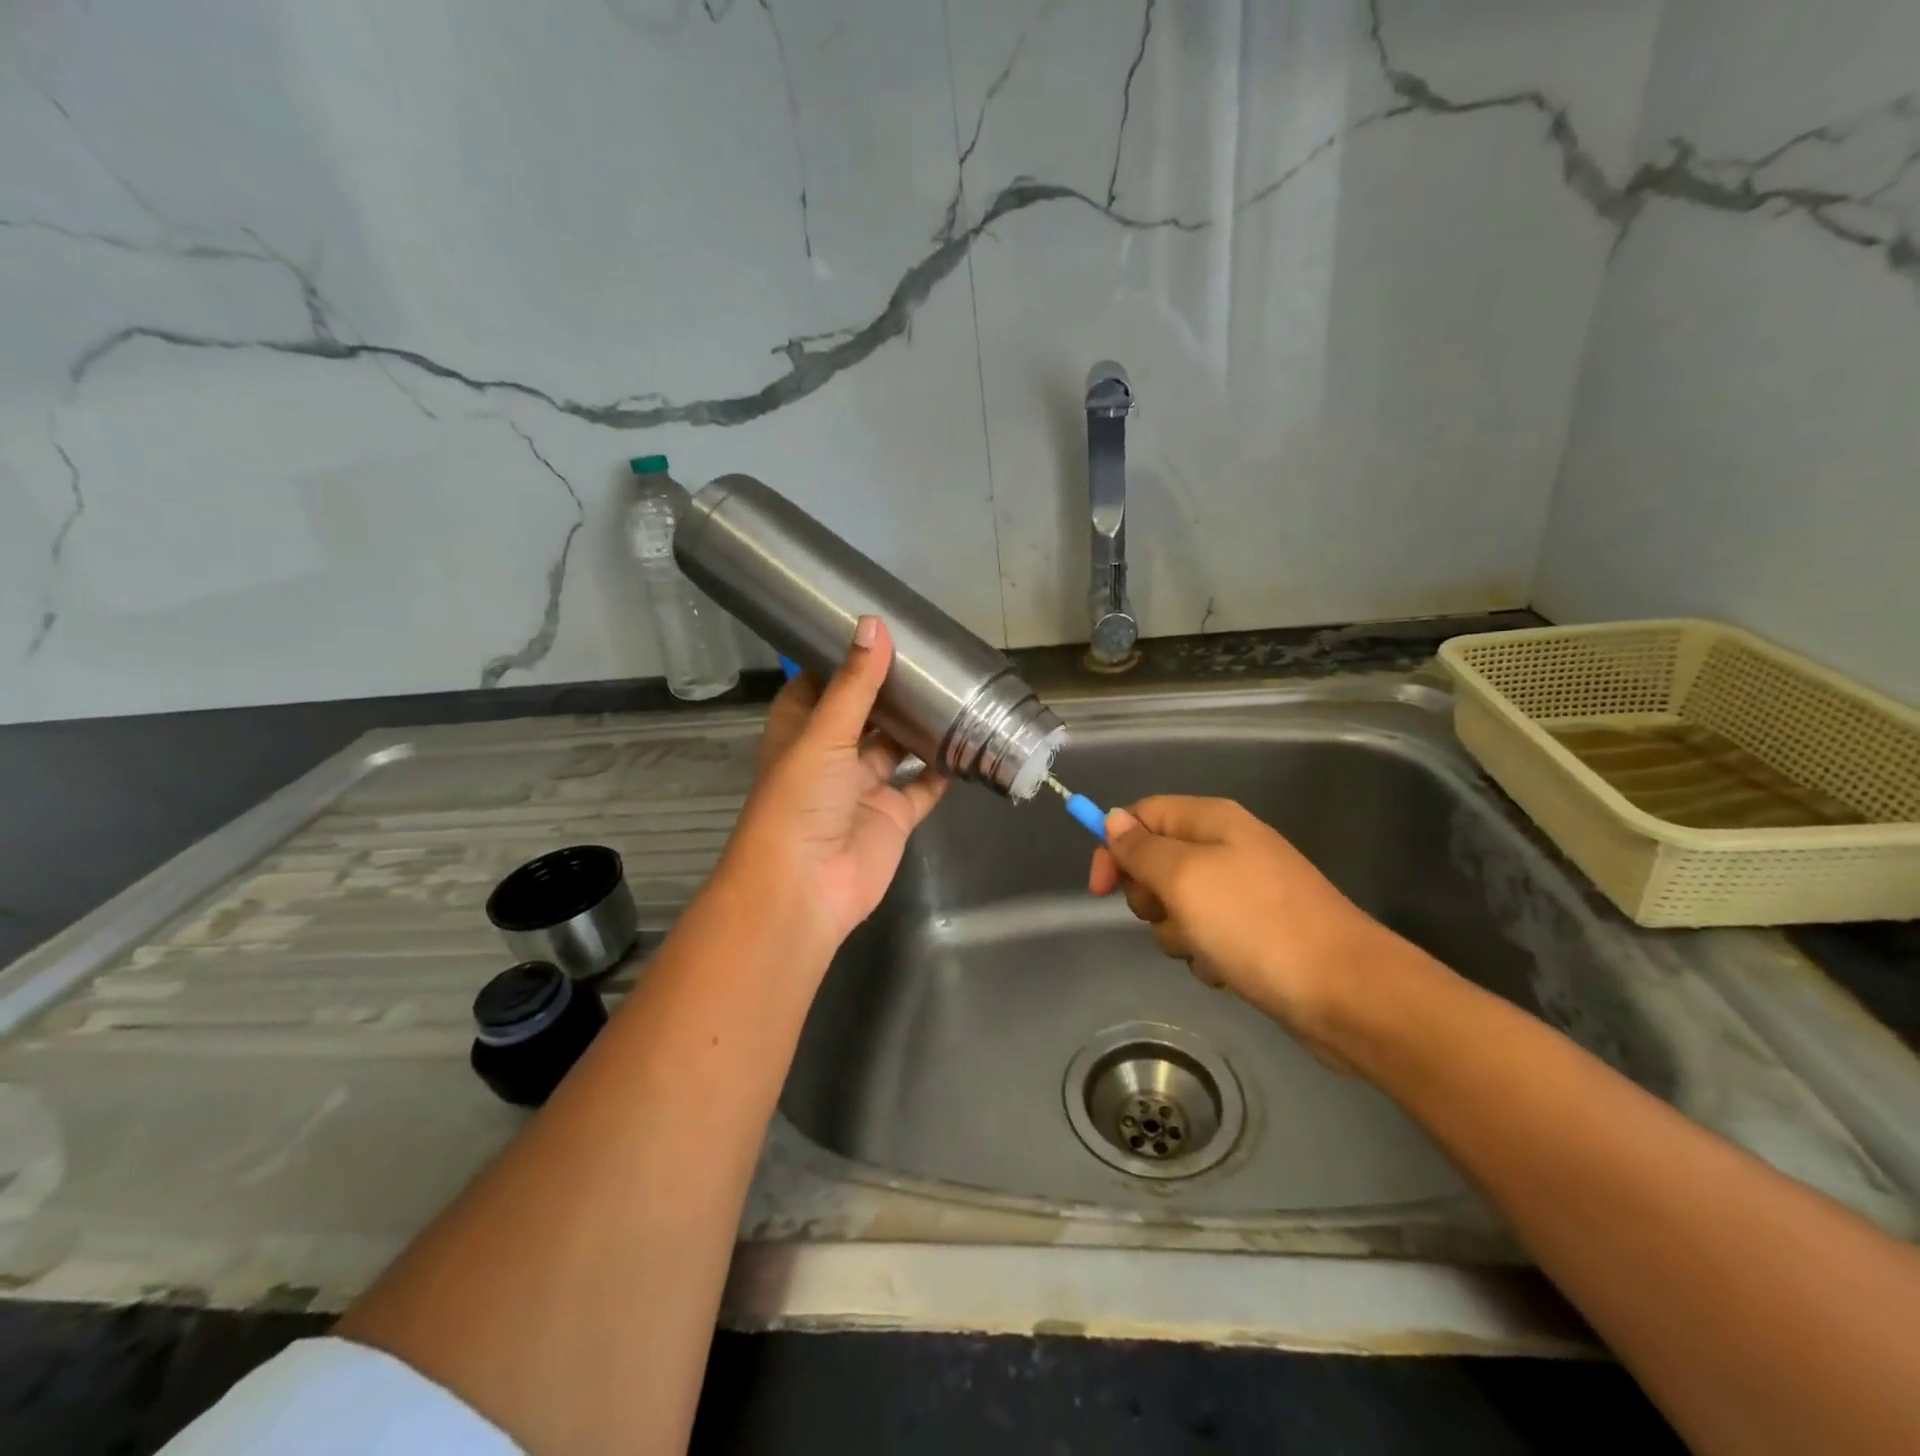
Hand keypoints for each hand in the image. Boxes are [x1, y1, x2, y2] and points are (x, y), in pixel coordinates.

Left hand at [718, 616, 948, 952]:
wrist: (805, 888)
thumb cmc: (800, 800)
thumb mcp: (825, 734)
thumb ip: (855, 684)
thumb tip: (875, 624)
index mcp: (802, 730)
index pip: (821, 684)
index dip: (845, 660)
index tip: (879, 630)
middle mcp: (831, 755)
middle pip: (865, 714)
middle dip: (892, 691)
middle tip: (930, 657)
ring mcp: (863, 787)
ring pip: (897, 748)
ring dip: (920, 726)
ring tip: (955, 691)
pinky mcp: (892, 816)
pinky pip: (922, 787)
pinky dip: (942, 769)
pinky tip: (968, 741)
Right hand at [1088, 796, 1409, 1062]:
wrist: (1346, 992)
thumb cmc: (1255, 924)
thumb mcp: (1184, 878)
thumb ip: (1141, 848)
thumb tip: (1113, 819)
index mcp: (1212, 821)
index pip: (1143, 815)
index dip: (1115, 847)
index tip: (1099, 891)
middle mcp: (1228, 848)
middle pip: (1157, 862)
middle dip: (1150, 896)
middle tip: (1170, 914)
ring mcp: (1245, 892)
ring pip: (1178, 906)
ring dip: (1178, 932)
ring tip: (1205, 949)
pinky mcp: (1256, 933)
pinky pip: (1207, 936)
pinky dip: (1207, 954)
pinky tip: (1227, 971)